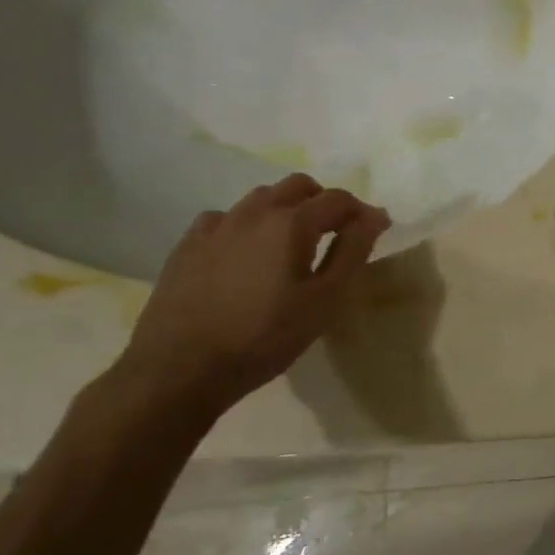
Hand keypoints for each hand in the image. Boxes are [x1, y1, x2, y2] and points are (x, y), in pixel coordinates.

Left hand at [118, 174, 389, 411]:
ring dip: (285, 210)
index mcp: (292, 223)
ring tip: (291, 245)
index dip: (362, 211)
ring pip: (260, 198)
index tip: (375, 230)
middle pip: (298, 186)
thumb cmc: (265, 337)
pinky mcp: (187, 244)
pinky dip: (246, 226)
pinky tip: (245, 255)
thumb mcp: (324, 300)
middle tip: (335, 234)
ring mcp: (216, 225)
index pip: (338, 199)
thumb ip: (352, 252)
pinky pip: (225, 218)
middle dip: (323, 202)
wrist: (180, 368)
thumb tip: (375, 216)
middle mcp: (254, 212)